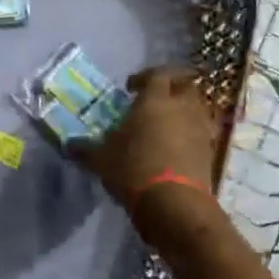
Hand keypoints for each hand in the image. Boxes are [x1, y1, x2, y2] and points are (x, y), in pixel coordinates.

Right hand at [77, 66, 219, 212]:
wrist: (174, 203)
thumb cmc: (133, 170)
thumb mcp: (101, 160)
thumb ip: (85, 149)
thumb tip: (69, 145)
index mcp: (155, 100)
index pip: (156, 75)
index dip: (143, 77)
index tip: (131, 88)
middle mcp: (182, 107)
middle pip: (185, 85)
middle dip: (171, 87)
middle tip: (156, 99)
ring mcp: (200, 128)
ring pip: (196, 108)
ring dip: (183, 110)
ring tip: (166, 124)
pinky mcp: (210, 151)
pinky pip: (201, 132)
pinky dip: (190, 133)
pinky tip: (175, 147)